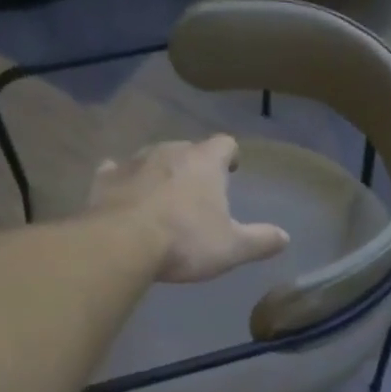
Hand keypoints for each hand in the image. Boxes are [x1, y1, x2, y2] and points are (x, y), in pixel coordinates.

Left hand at [88, 136, 290, 283]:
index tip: (232, 170)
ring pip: (152, 158)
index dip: (231, 156)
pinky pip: (116, 171)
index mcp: (204, 162)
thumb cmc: (184, 241)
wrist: (121, 244)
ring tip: (162, 196)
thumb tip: (285, 238)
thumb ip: (260, 240)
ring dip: (159, 172)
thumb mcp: (231, 247)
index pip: (225, 144)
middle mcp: (170, 151)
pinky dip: (123, 180)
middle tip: (197, 191)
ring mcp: (133, 161)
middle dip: (194, 165)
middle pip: (187, 149)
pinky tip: (123, 194)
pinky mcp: (104, 178)